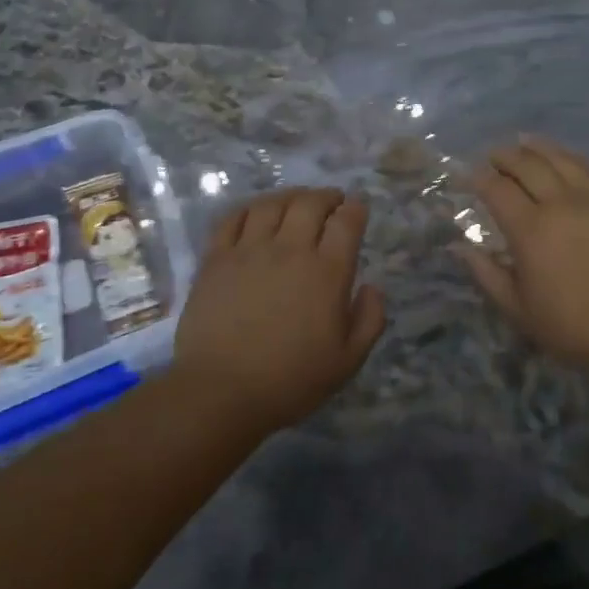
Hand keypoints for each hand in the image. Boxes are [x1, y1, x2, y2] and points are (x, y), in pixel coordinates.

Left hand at [175, 188, 385, 432]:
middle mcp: (290, 250)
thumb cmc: (291, 381)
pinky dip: (249, 208)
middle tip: (333, 201)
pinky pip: (233, 218)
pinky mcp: (216, 259)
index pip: (347, 222)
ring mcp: (249, 251)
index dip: (356, 208)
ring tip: (297, 201)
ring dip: (290, 196)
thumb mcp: (348, 361)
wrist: (221, 393)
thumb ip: (369, 320)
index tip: (358, 208)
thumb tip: (373, 287)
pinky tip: (255, 213)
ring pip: (272, 204)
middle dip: (327, 196)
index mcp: (327, 272)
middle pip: (310, 203)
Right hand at [456, 137, 588, 378]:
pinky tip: (563, 158)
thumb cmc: (576, 327)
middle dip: (505, 156)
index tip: (468, 176)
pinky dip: (569, 158)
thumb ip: (488, 275)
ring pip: (560, 159)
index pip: (497, 190)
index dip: (479, 178)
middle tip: (493, 155)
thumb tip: (460, 247)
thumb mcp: (521, 312)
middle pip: (528, 165)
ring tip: (523, 142)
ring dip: (537, 147)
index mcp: (531, 231)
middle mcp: (560, 204)